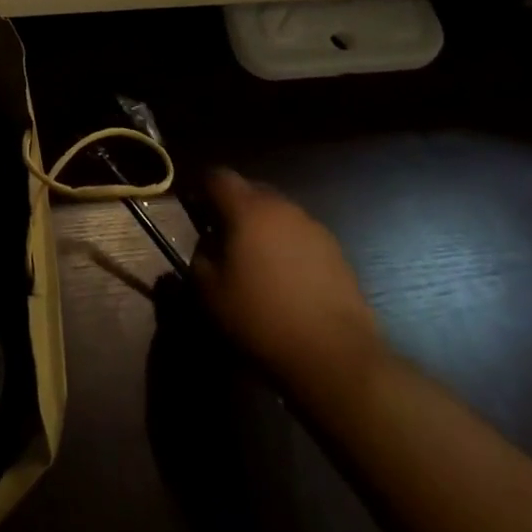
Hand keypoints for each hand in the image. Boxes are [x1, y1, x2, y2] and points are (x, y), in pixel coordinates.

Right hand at [191, 168, 385, 396]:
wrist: (335, 355)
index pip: (218, 177)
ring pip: (278, 212)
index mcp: (248, 209)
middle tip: (223, 235)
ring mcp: (312, 226)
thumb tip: (204, 249)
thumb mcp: (212, 295)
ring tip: (256, 260)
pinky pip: (301, 235)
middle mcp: (282, 206)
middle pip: (251, 190)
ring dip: (263, 226)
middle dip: (234, 206)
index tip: (195, 209)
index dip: (202, 188)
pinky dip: (288, 246)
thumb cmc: (262, 319)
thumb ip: (199, 261)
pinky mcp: (336, 250)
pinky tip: (287, 278)